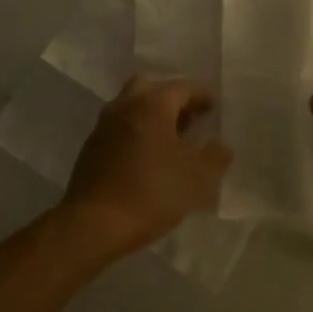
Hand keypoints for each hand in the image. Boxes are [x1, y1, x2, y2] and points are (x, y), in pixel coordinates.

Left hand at [62, 76, 232, 256]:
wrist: (94, 223)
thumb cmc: (152, 193)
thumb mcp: (197, 177)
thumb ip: (215, 156)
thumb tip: (221, 145)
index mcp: (152, 104)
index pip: (182, 88)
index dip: (201, 96)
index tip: (213, 107)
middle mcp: (125, 105)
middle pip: (151, 89)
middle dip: (172, 99)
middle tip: (189, 118)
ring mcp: (104, 125)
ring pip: (131, 107)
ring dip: (151, 115)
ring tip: (170, 140)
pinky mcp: (91, 147)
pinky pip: (119, 128)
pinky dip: (136, 132)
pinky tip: (147, 157)